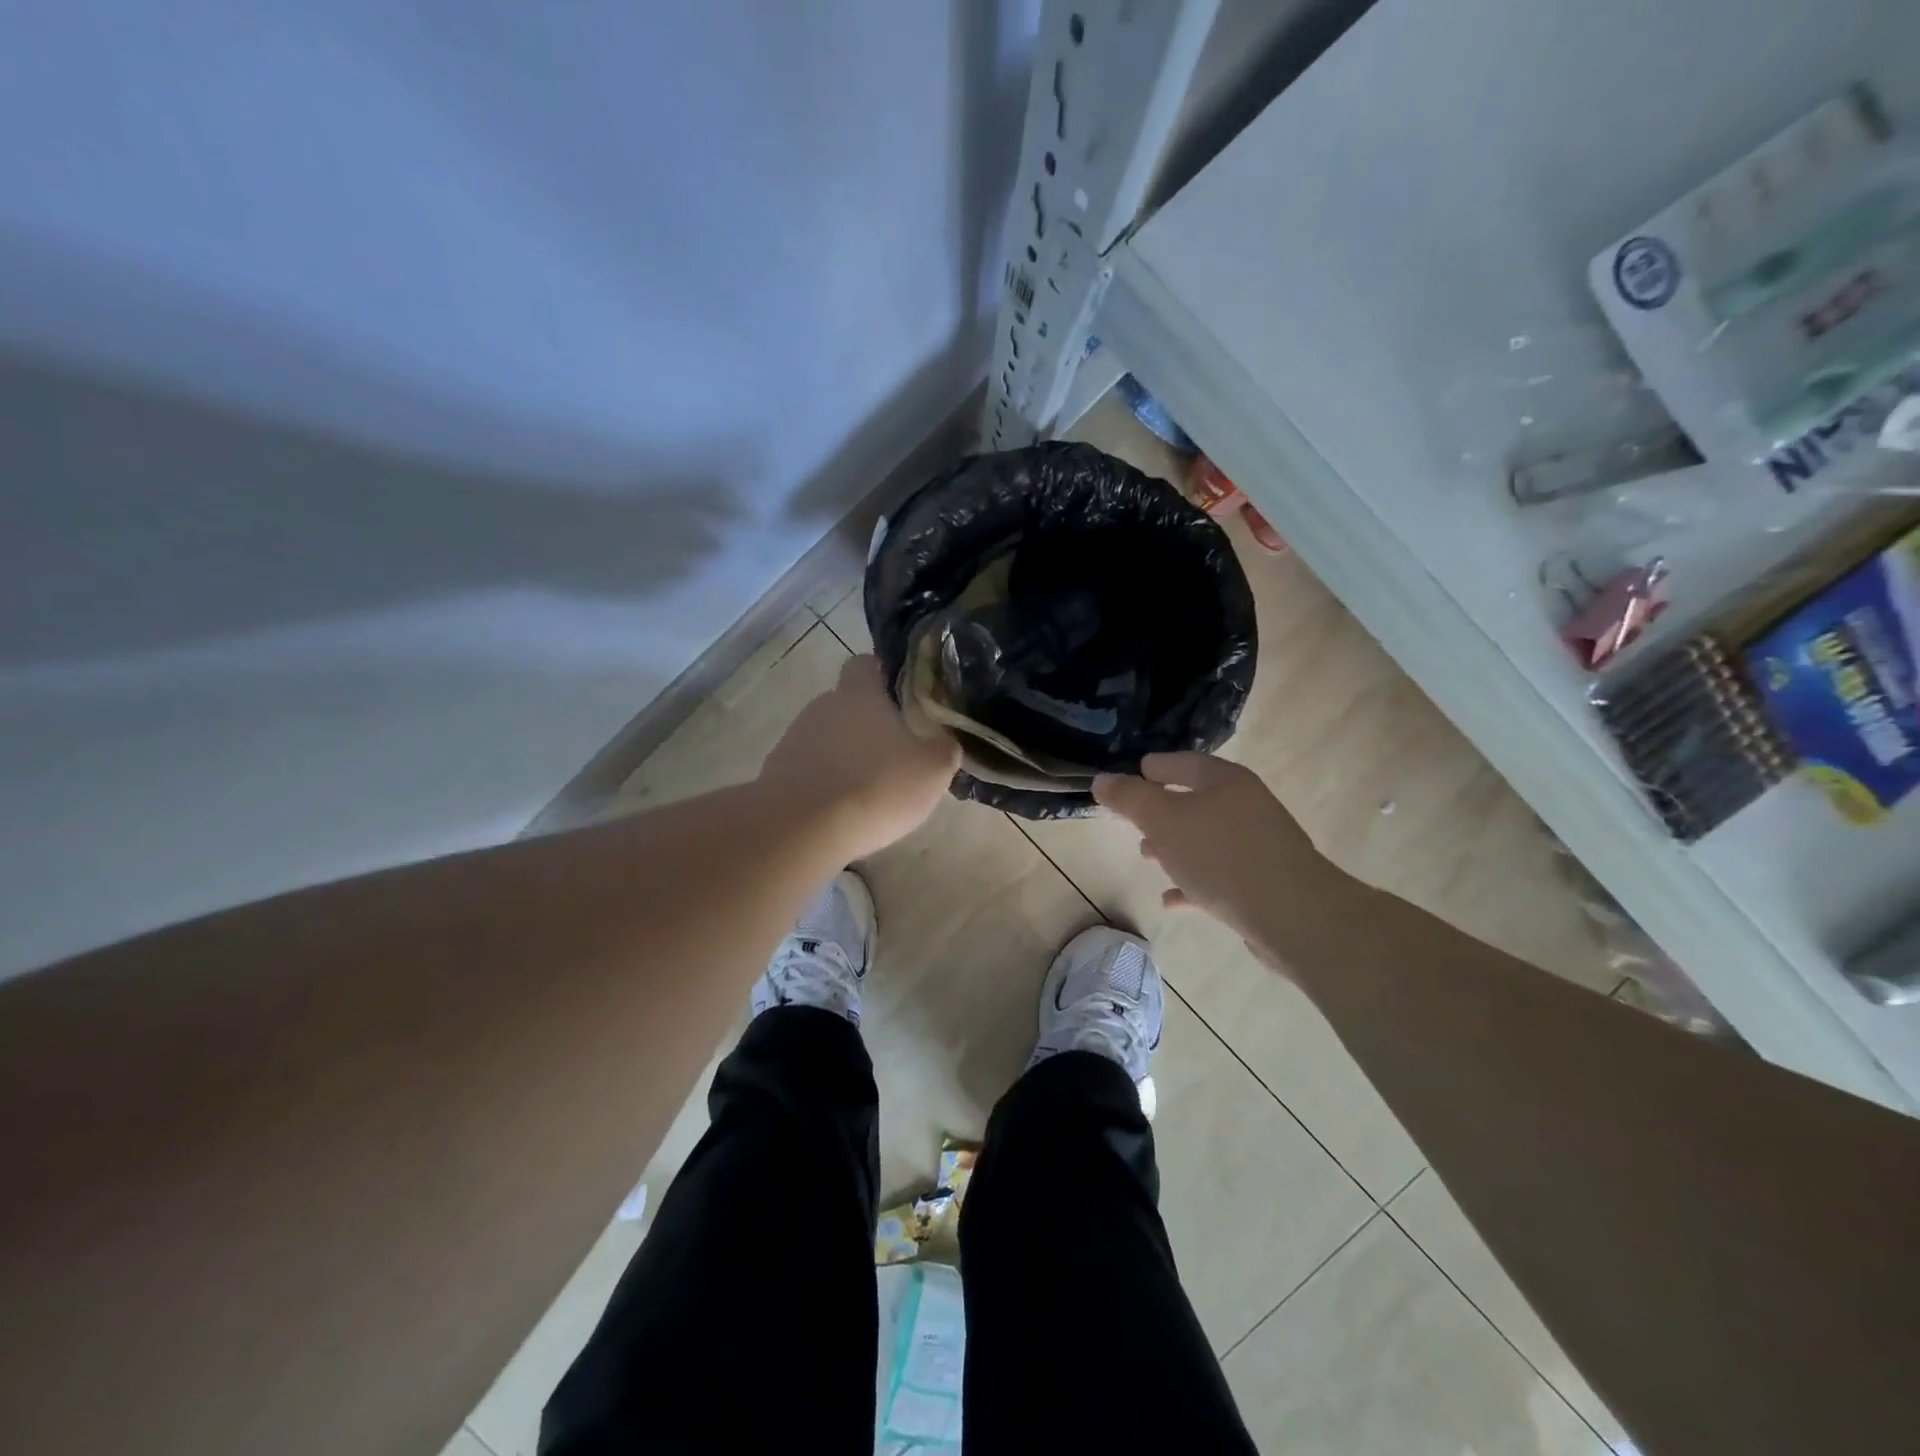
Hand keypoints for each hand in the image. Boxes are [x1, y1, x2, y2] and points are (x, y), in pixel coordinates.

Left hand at [761, 655, 960, 858]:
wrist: (801, 829)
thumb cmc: (876, 786)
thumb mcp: (933, 769)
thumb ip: (944, 747)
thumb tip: (943, 740)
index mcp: (860, 694)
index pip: (866, 664)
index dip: (884, 677)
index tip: (902, 701)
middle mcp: (823, 706)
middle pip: (847, 705)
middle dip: (868, 726)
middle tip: (895, 757)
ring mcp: (794, 738)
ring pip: (828, 739)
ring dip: (846, 756)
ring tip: (867, 792)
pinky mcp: (777, 772)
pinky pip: (809, 769)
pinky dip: (825, 783)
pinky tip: (840, 812)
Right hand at [1093, 753, 1339, 962]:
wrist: (1293, 917)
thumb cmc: (1222, 857)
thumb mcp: (1164, 822)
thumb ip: (1130, 799)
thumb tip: (1102, 779)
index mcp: (1225, 781)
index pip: (1181, 763)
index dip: (1153, 767)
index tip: (1131, 775)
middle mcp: (1245, 806)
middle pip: (1194, 801)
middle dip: (1160, 811)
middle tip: (1131, 821)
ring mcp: (1257, 844)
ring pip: (1205, 838)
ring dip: (1174, 846)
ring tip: (1147, 858)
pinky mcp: (1262, 882)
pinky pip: (1218, 875)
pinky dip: (1192, 882)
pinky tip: (1171, 900)